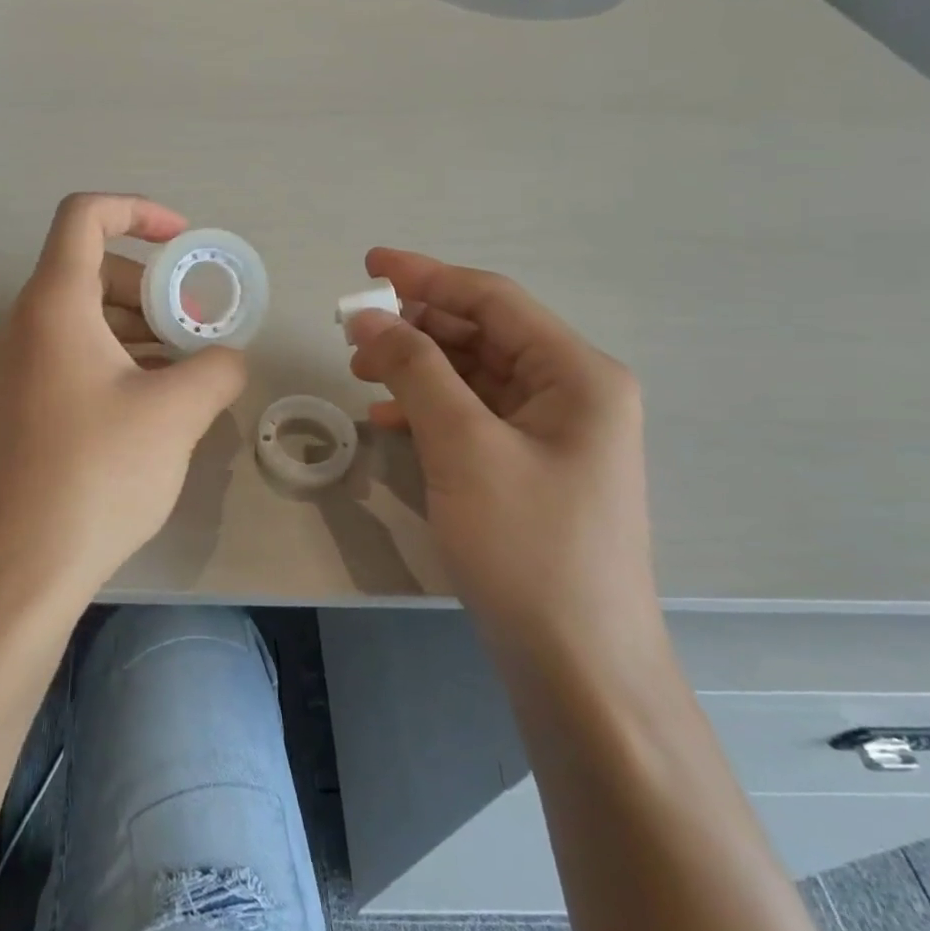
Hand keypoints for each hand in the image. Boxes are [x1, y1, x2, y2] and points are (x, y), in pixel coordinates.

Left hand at [0, 194, 247, 590]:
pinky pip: (77, 354)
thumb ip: (217, 367)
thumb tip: (228, 358)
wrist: (24, 562)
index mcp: (56, 303)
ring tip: (189, 365)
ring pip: (87, 315)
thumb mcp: (176, 412)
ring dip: (142, 326)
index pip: (85, 215)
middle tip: (198, 325)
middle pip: (93, 268)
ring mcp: (23, 366)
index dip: (138, 211)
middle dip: (153, 284)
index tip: (185, 242)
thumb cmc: (99, 471)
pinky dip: (120, 357)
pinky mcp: (27, 403)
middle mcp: (29, 323)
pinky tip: (160, 398)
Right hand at [346, 250, 658, 659]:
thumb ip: (415, 371)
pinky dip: (430, 409)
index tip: (368, 264)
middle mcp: (573, 393)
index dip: (426, 276)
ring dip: (418, 368)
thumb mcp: (464, 447)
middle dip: (416, 327)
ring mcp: (554, 434)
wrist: (577, 665)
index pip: (492, 300)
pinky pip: (474, 417)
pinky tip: (387, 421)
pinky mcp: (531, 469)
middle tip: (352, 330)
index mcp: (577, 373)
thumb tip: (369, 317)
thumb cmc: (528, 547)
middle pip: (483, 334)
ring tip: (360, 371)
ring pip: (475, 376)